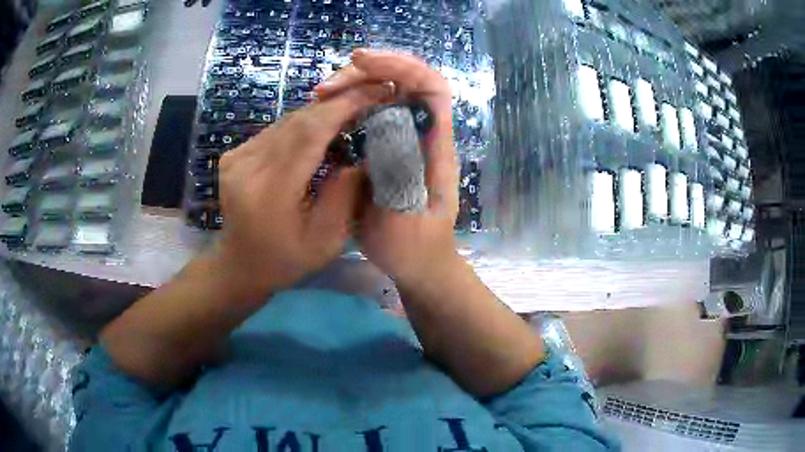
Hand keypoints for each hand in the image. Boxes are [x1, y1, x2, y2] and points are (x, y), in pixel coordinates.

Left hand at [212, 85, 386, 300]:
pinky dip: (302, 125)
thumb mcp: (327, 240)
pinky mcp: (235, 154)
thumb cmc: (286, 260)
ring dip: (321, 113)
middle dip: (338, 104)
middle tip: (370, 96)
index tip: (375, 92)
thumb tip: (360, 156)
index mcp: (271, 189)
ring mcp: (237, 156)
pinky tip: (321, 130)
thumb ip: (345, 195)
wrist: (240, 264)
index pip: (310, 131)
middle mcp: (248, 164)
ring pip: (287, 120)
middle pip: (298, 120)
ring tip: (351, 112)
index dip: (345, 106)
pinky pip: (276, 129)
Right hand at [315, 49, 461, 288]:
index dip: (401, 66)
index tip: (362, 62)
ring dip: (353, 86)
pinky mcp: (387, 148)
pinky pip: (370, 113)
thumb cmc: (414, 247)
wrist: (417, 264)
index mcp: (435, 145)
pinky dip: (348, 105)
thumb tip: (385, 124)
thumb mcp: (405, 218)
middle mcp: (422, 133)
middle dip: (367, 73)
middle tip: (325, 87)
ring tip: (321, 95)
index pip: (430, 86)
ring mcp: (404, 138)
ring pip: (384, 94)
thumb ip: (399, 174)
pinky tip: (326, 112)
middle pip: (404, 82)